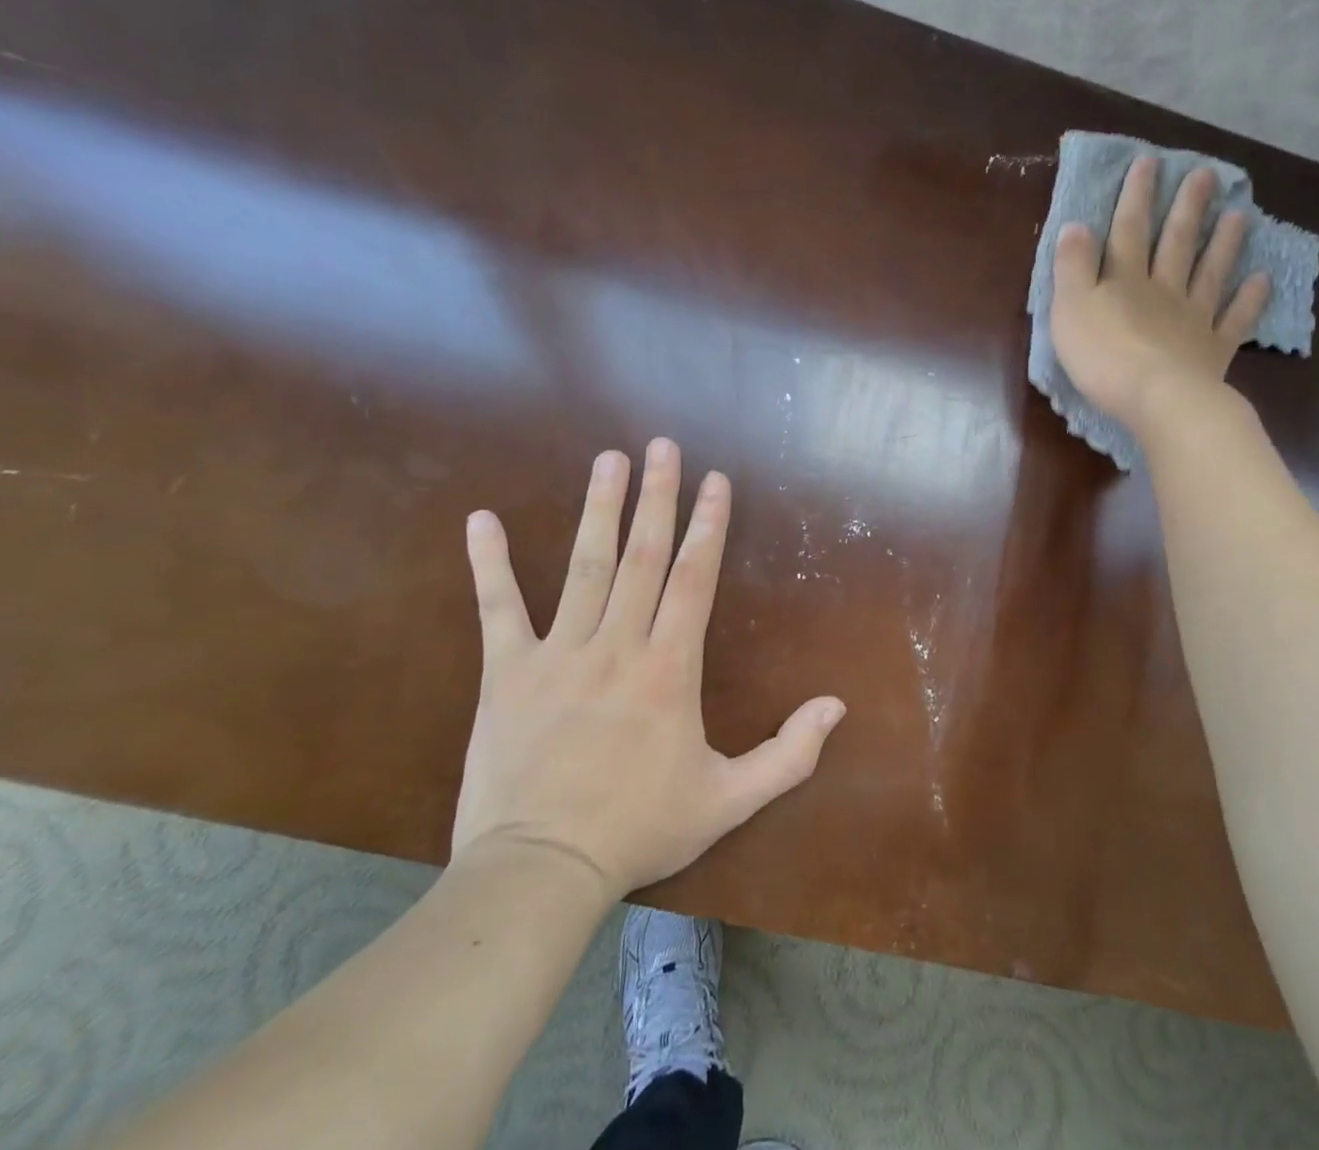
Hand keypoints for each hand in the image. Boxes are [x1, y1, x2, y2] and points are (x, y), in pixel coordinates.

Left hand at [451, 438, 846, 896]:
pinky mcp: (505, 673)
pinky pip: (497, 608)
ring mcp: (558, 654)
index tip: (714, 480)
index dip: (708, 525)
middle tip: (663, 445)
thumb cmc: (640, 831)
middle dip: (657, 496)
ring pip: (584, 566)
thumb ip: (789, 754)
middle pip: (642, 555)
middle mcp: (618, 645)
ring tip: (609, 459)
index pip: (694, 578)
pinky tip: (480, 519)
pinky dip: (489, 563)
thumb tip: (837, 706)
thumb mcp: (729, 800)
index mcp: (670, 669)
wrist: (541, 873)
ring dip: (598, 508)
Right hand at [1050, 156, 1269, 434]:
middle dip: (1187, 208)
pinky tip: (1262, 280)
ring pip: (1209, 273)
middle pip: (1175, 243)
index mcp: (1124, 280)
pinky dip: (1249, 299)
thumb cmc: (1103, 356)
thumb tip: (1076, 224)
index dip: (1136, 196)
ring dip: (1223, 243)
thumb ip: (1072, 266)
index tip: (1149, 162)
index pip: (1128, 230)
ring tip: (1239, 215)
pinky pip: (1234, 319)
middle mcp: (1163, 290)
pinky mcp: (1213, 350)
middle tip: (1207, 175)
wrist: (1157, 400)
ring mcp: (1193, 319)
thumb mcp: (1070, 308)